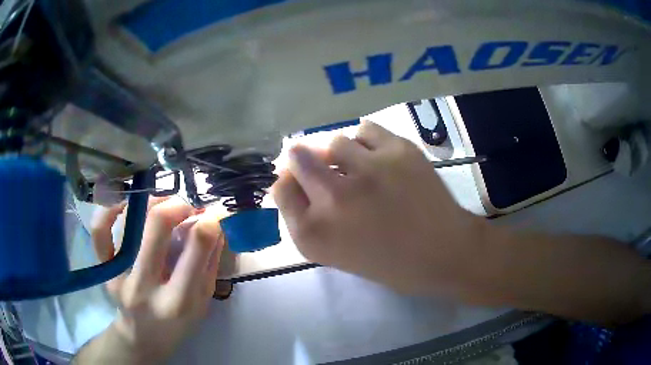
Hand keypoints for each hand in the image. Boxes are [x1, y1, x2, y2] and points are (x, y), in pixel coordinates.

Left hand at [89, 197, 224, 362]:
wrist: (142, 337)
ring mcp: (120, 276)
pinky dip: (110, 210)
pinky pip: (100, 231)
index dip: (209, 222)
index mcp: (178, 301)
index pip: (195, 248)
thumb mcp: (202, 302)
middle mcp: (145, 286)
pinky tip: (126, 203)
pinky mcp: (105, 269)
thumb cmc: (177, 323)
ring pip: (130, 220)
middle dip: (178, 205)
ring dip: (152, 202)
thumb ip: (209, 263)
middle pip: (157, 225)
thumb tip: (216, 223)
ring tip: (163, 204)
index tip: (214, 213)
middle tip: (186, 207)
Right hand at [272, 121, 491, 296]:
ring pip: (334, 141)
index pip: (280, 189)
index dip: (289, 182)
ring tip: (357, 166)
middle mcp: (333, 198)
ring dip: (340, 153)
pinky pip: (364, 129)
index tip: (300, 181)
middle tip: (320, 164)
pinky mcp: (397, 151)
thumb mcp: (336, 254)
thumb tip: (297, 181)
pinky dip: (366, 140)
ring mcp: (367, 170)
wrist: (445, 252)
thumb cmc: (391, 263)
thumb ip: (309, 220)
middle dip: (304, 159)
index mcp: (314, 234)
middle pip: (298, 156)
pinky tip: (376, 156)